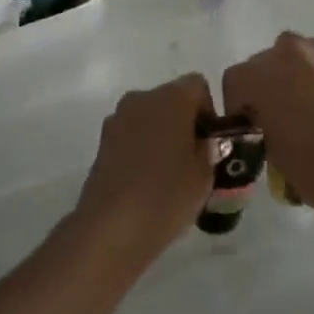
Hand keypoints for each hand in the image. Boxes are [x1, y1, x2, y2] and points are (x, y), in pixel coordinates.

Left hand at [70, 74, 218, 276]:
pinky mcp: (102, 141)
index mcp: (172, 97)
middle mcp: (142, 98)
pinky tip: (146, 180)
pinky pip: (131, 135)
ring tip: (169, 173)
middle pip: (171, 99)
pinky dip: (141, 148)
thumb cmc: (167, 195)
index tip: (211, 142)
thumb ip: (210, 148)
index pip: (198, 86)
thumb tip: (205, 141)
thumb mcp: (205, 174)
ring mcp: (118, 118)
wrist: (112, 227)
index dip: (208, 111)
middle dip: (184, 122)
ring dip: (161, 135)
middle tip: (194, 159)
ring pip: (149, 117)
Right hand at [223, 33, 313, 213]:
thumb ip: (259, 123)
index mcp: (261, 73)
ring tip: (306, 110)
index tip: (248, 129)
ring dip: (294, 77)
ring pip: (297, 59)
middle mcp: (289, 51)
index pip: (234, 81)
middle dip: (265, 87)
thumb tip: (265, 120)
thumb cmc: (312, 165)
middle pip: (265, 63)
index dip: (237, 106)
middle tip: (276, 118)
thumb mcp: (269, 150)